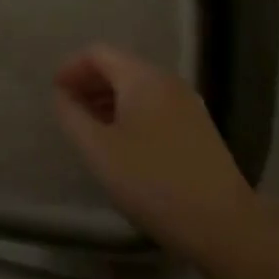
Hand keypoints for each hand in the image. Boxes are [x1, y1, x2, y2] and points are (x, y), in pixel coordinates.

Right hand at [54, 44, 260, 261]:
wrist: (224, 226)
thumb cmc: (152, 181)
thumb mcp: (98, 150)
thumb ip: (71, 115)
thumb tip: (61, 95)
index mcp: (142, 78)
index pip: (98, 53)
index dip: (70, 68)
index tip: (54, 94)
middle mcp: (168, 81)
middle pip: (119, 67)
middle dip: (88, 83)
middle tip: (68, 111)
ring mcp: (188, 105)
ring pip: (138, 88)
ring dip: (108, 100)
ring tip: (90, 130)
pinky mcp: (199, 129)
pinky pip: (155, 106)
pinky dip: (130, 114)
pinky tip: (123, 146)